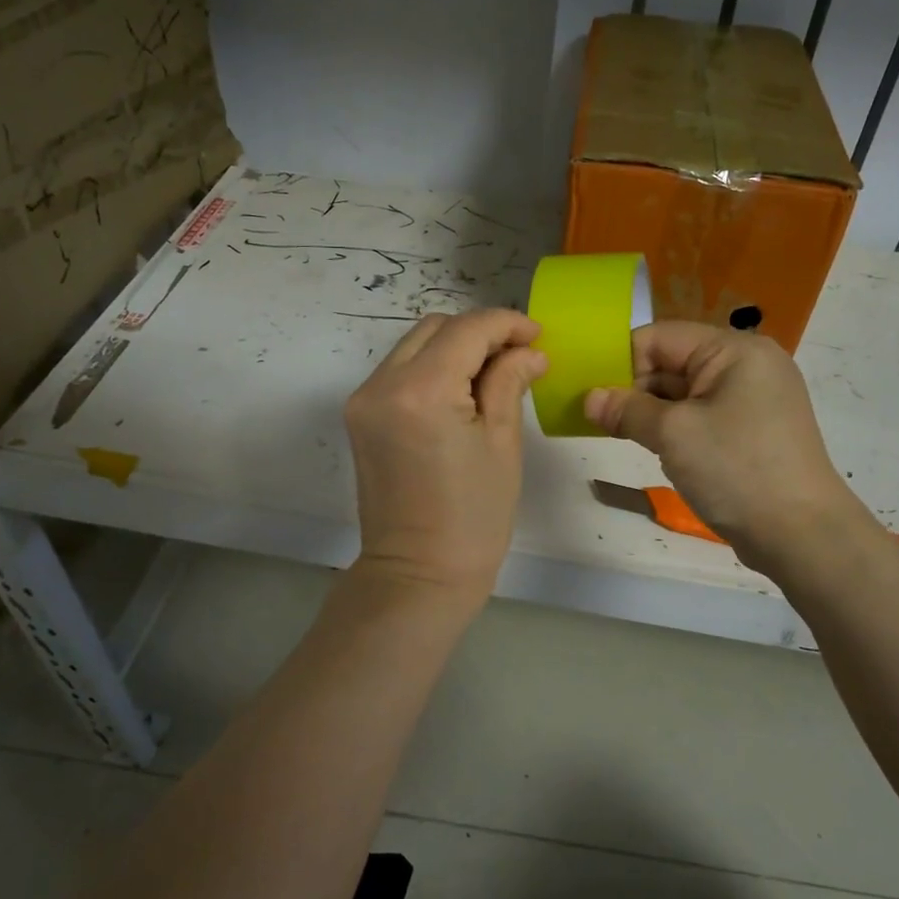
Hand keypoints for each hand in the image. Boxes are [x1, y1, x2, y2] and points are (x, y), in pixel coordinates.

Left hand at [345, 309, 547, 595]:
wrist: (417, 574)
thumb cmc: (473, 517)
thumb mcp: (501, 444)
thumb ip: (510, 382)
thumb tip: (529, 351)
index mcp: (421, 390)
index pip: (467, 329)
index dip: (507, 324)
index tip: (538, 336)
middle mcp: (382, 384)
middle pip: (436, 328)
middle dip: (480, 332)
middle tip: (519, 356)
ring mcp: (364, 399)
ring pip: (414, 345)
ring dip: (455, 347)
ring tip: (494, 372)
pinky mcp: (360, 415)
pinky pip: (399, 370)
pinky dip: (432, 367)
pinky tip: (462, 391)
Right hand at [583, 322, 865, 573]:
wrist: (802, 536)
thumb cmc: (737, 470)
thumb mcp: (673, 434)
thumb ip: (627, 410)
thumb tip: (589, 399)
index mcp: (735, 351)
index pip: (661, 337)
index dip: (622, 360)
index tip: (590, 391)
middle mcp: (746, 366)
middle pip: (672, 362)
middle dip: (633, 387)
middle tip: (596, 416)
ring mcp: (751, 400)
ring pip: (683, 393)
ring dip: (650, 411)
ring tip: (615, 432)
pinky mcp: (749, 431)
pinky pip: (700, 416)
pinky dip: (672, 428)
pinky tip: (650, 446)